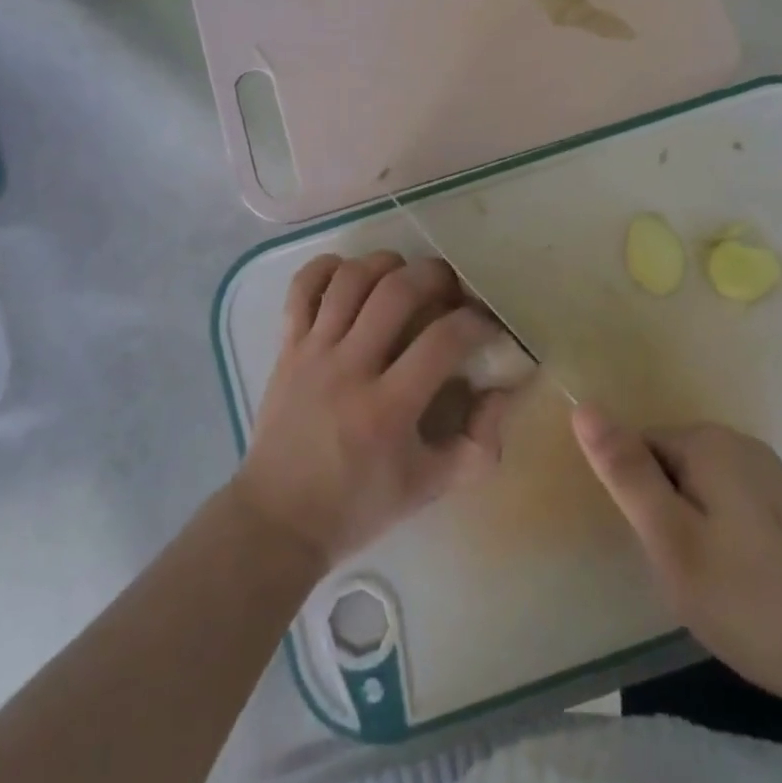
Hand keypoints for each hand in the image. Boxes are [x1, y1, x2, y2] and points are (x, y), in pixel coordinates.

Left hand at [233, 252, 515, 568]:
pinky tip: (350, 273)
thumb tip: (503, 390)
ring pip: (351, 279)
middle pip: (396, 291)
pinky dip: (326, 268)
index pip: (443, 340)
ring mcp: (313, 352)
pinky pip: (302, 288)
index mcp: (388, 409)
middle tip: (451, 288)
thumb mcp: (430, 487)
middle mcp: (349, 369)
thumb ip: (479, 443)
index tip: (488, 326)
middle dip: (435, 276)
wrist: (279, 518)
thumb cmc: (359, 505)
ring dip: (386, 264)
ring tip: (405, 275)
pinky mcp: (287, 346)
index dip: (477, 322)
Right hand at [572, 406, 781, 744]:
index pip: (636, 448)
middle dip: (662, 516)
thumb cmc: (759, 600)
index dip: (635, 501)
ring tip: (713, 587)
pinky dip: (722, 541)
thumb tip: (582, 407)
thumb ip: (626, 474)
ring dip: (691, 532)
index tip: (654, 550)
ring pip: (696, 492)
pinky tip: (744, 587)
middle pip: (666, 465)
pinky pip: (728, 509)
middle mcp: (737, 444)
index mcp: (706, 442)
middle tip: (683, 575)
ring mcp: (768, 475)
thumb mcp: (674, 542)